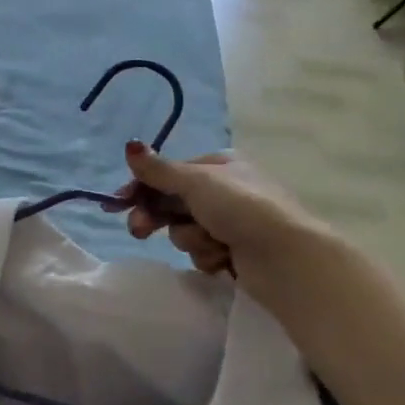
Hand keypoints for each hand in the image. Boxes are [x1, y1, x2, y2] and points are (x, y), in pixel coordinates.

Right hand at [112, 142, 336, 281]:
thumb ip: (158, 169)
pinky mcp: (235, 252)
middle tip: (140, 231)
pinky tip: (224, 259)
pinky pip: (202, 252)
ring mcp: (231, 223)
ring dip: (191, 239)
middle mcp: (225, 190)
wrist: (286, 258)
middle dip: (158, 217)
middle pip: (173, 203)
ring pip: (185, 230)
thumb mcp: (195, 182)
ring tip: (211, 245)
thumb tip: (129, 146)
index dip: (142, 188)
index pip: (168, 173)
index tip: (118, 204)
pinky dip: (208, 256)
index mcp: (219, 165)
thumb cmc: (242, 208)